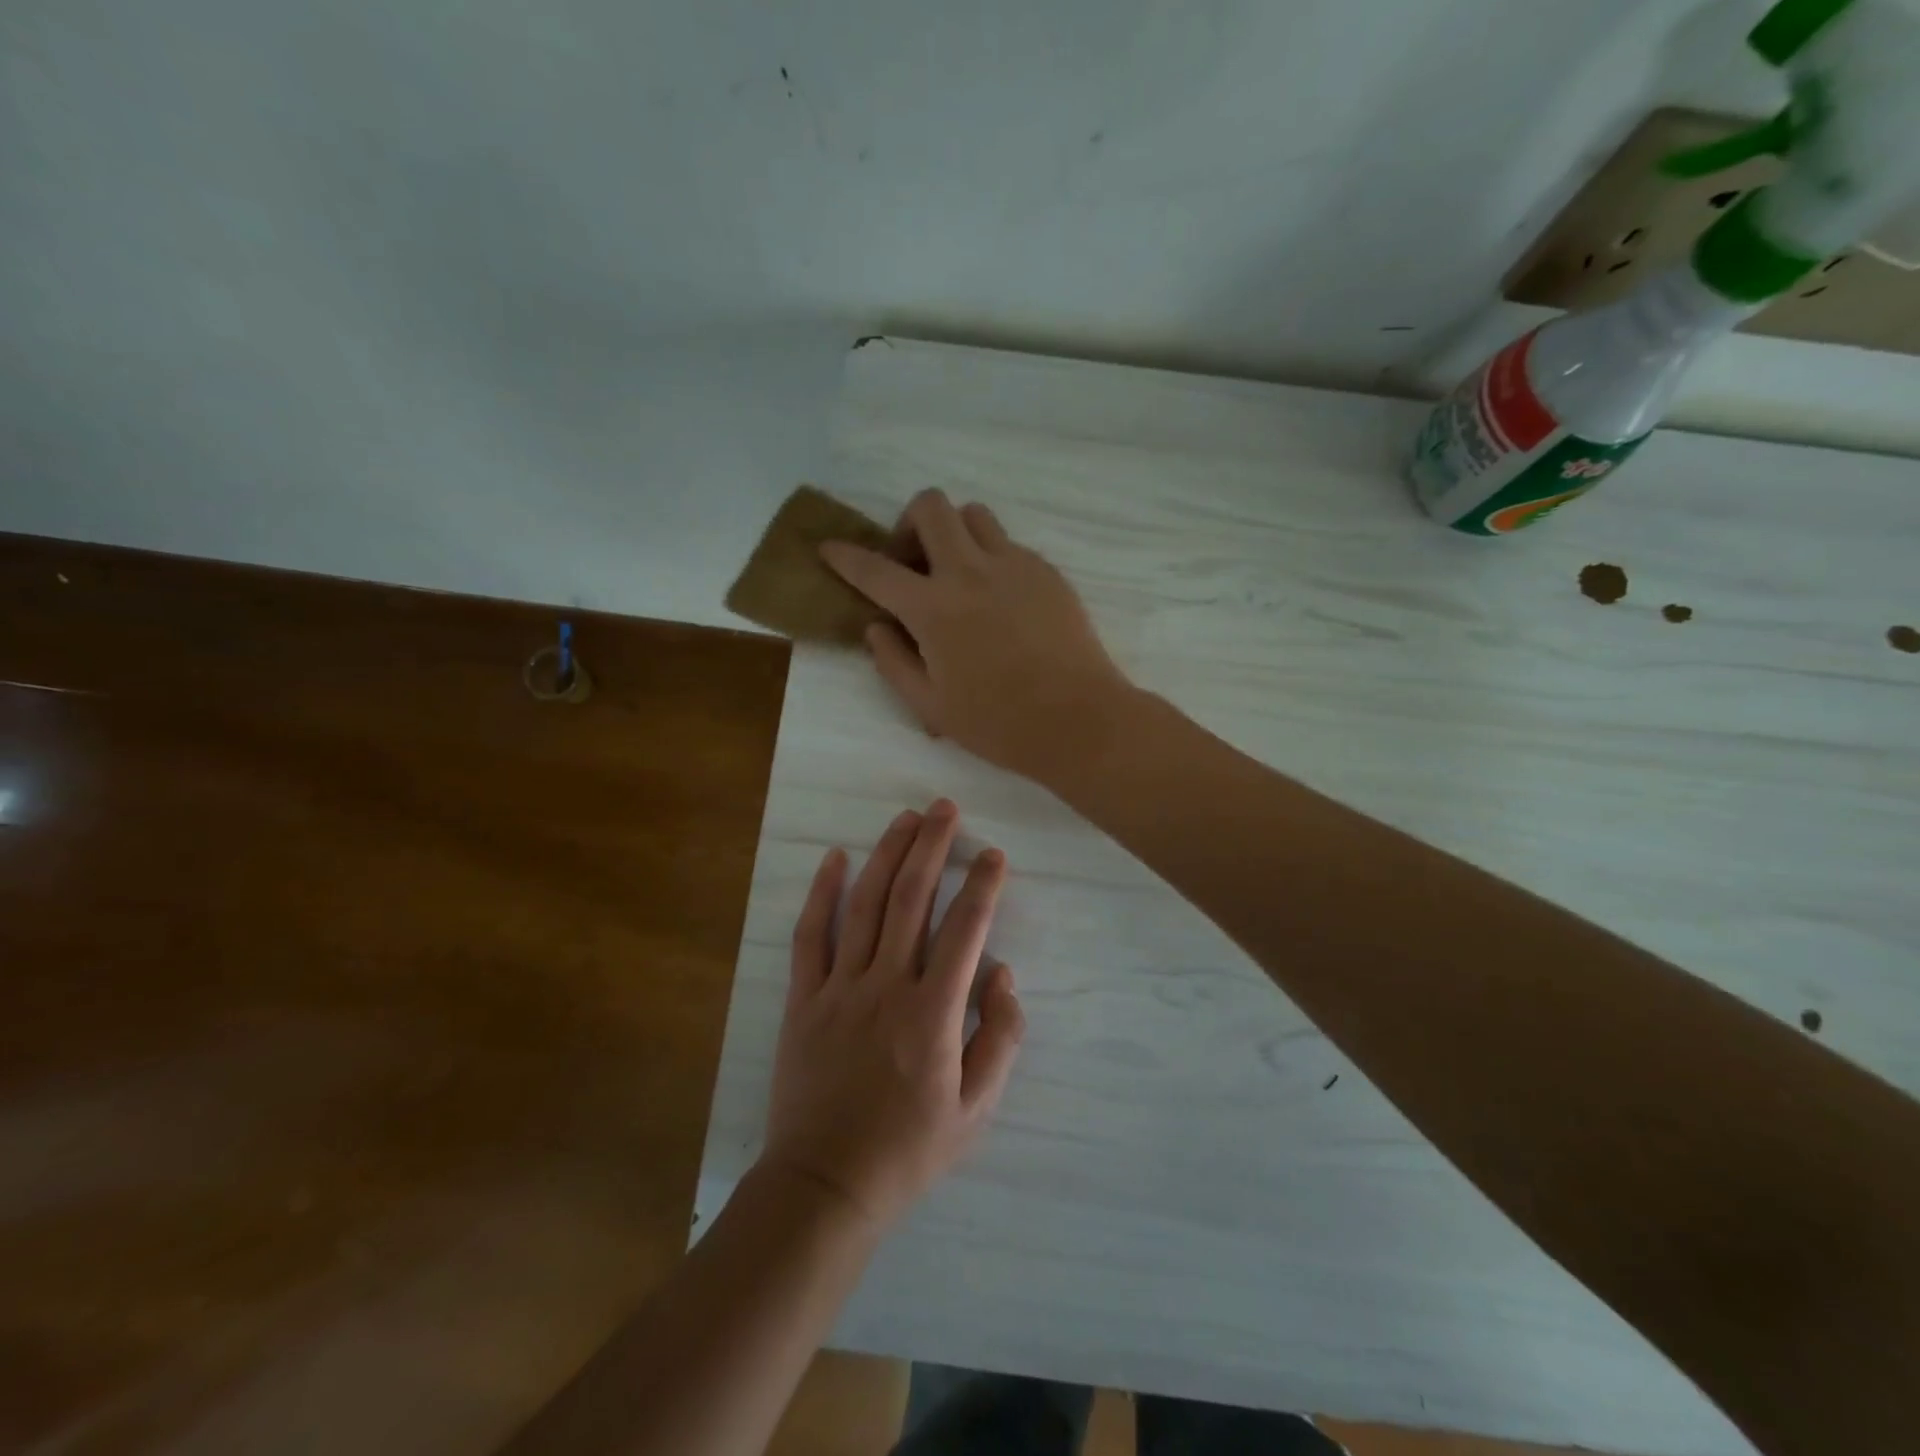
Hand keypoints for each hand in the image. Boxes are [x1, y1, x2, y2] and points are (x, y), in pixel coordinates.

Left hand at [762, 800, 1024, 1231]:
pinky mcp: (804, 998)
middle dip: (932, 847)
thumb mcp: (977, 1111)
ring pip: (864, 904)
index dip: (983, 887)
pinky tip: (835, 858)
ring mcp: (840, 988)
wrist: (825, 1185)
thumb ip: (1000, 1039)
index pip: (965, 931)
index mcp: (933, 1014)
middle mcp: (887, 986)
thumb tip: (1003, 976)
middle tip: (946, 809)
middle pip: (911, 899)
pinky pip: (810, 934)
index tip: (995, 856)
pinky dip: (822, 892)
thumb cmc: (908, 1150)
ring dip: (887, 855)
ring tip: (906, 818)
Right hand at [820, 490, 1135, 783]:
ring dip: (954, 533)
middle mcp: (970, 572)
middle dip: (909, 522)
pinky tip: (1000, 600)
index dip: (845, 556)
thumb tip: (876, 626)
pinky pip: (1009, 544)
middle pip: (931, 507)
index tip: (830, 548)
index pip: (875, 569)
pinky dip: (991, 558)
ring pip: (974, 515)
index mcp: (933, 609)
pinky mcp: (1046, 572)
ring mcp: (1014, 565)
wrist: (1077, 719)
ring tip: (958, 573)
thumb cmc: (998, 723)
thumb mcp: (930, 706)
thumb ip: (893, 661)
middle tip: (914, 562)